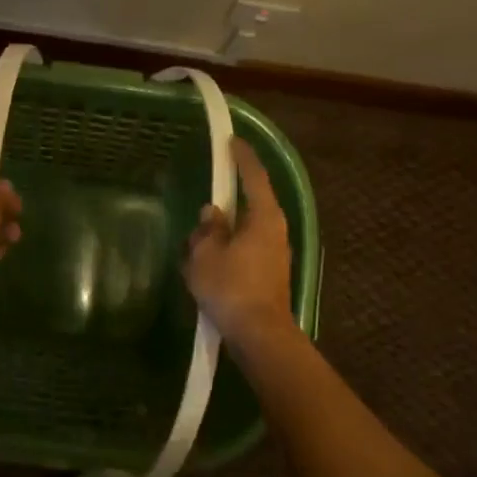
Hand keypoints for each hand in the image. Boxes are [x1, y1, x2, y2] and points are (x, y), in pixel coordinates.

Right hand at [184, 138, 293, 344]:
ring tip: (200, 242)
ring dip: (226, 232)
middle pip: (252, 205)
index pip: (254, 177)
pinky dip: (229, 251)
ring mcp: (276, 254)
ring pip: (247, 231)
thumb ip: (207, 230)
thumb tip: (213, 214)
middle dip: (228, 202)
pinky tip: (210, 265)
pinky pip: (246, 251)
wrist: (260, 335)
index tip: (231, 141)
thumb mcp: (206, 255)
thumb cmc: (231, 288)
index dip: (242, 157)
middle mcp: (276, 231)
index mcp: (264, 218)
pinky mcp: (271, 275)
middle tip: (207, 200)